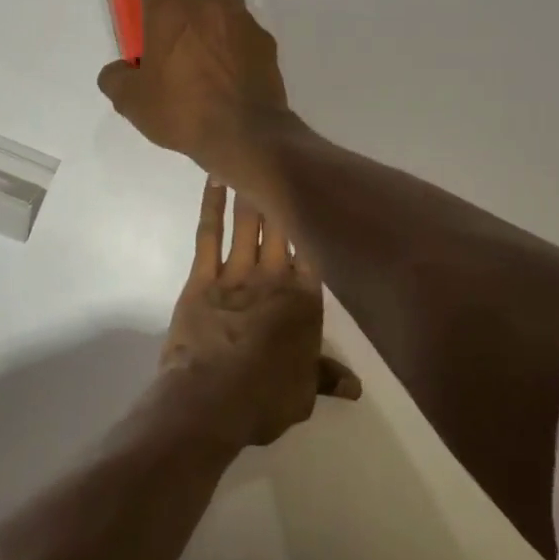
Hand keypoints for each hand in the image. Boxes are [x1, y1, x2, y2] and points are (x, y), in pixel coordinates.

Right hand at [97, 0, 296, 189]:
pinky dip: (236, 32)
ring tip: (208, 30)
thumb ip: (117, 79)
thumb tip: (118, 71)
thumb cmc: (182, 112)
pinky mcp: (263, 40)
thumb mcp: (133, 103)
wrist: (244, 133)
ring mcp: (240, 19)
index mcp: (168, 12)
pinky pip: (248, 23)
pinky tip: (230, 60)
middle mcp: (206, 5)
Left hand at [160, 179, 360, 448]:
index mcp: (305, 302)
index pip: (314, 252)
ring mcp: (237, 273)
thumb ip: (326, 377)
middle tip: (286, 165)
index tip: (318, 194)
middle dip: (283, 197)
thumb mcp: (304, 393)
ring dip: (250, 192)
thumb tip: (355, 385)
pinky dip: (212, 204)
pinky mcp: (203, 276)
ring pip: (248, 223)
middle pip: (281, 228)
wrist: (211, 400)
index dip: (314, 222)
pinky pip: (210, 233)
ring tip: (253, 159)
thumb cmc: (265, 399)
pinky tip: (216, 178)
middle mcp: (275, 278)